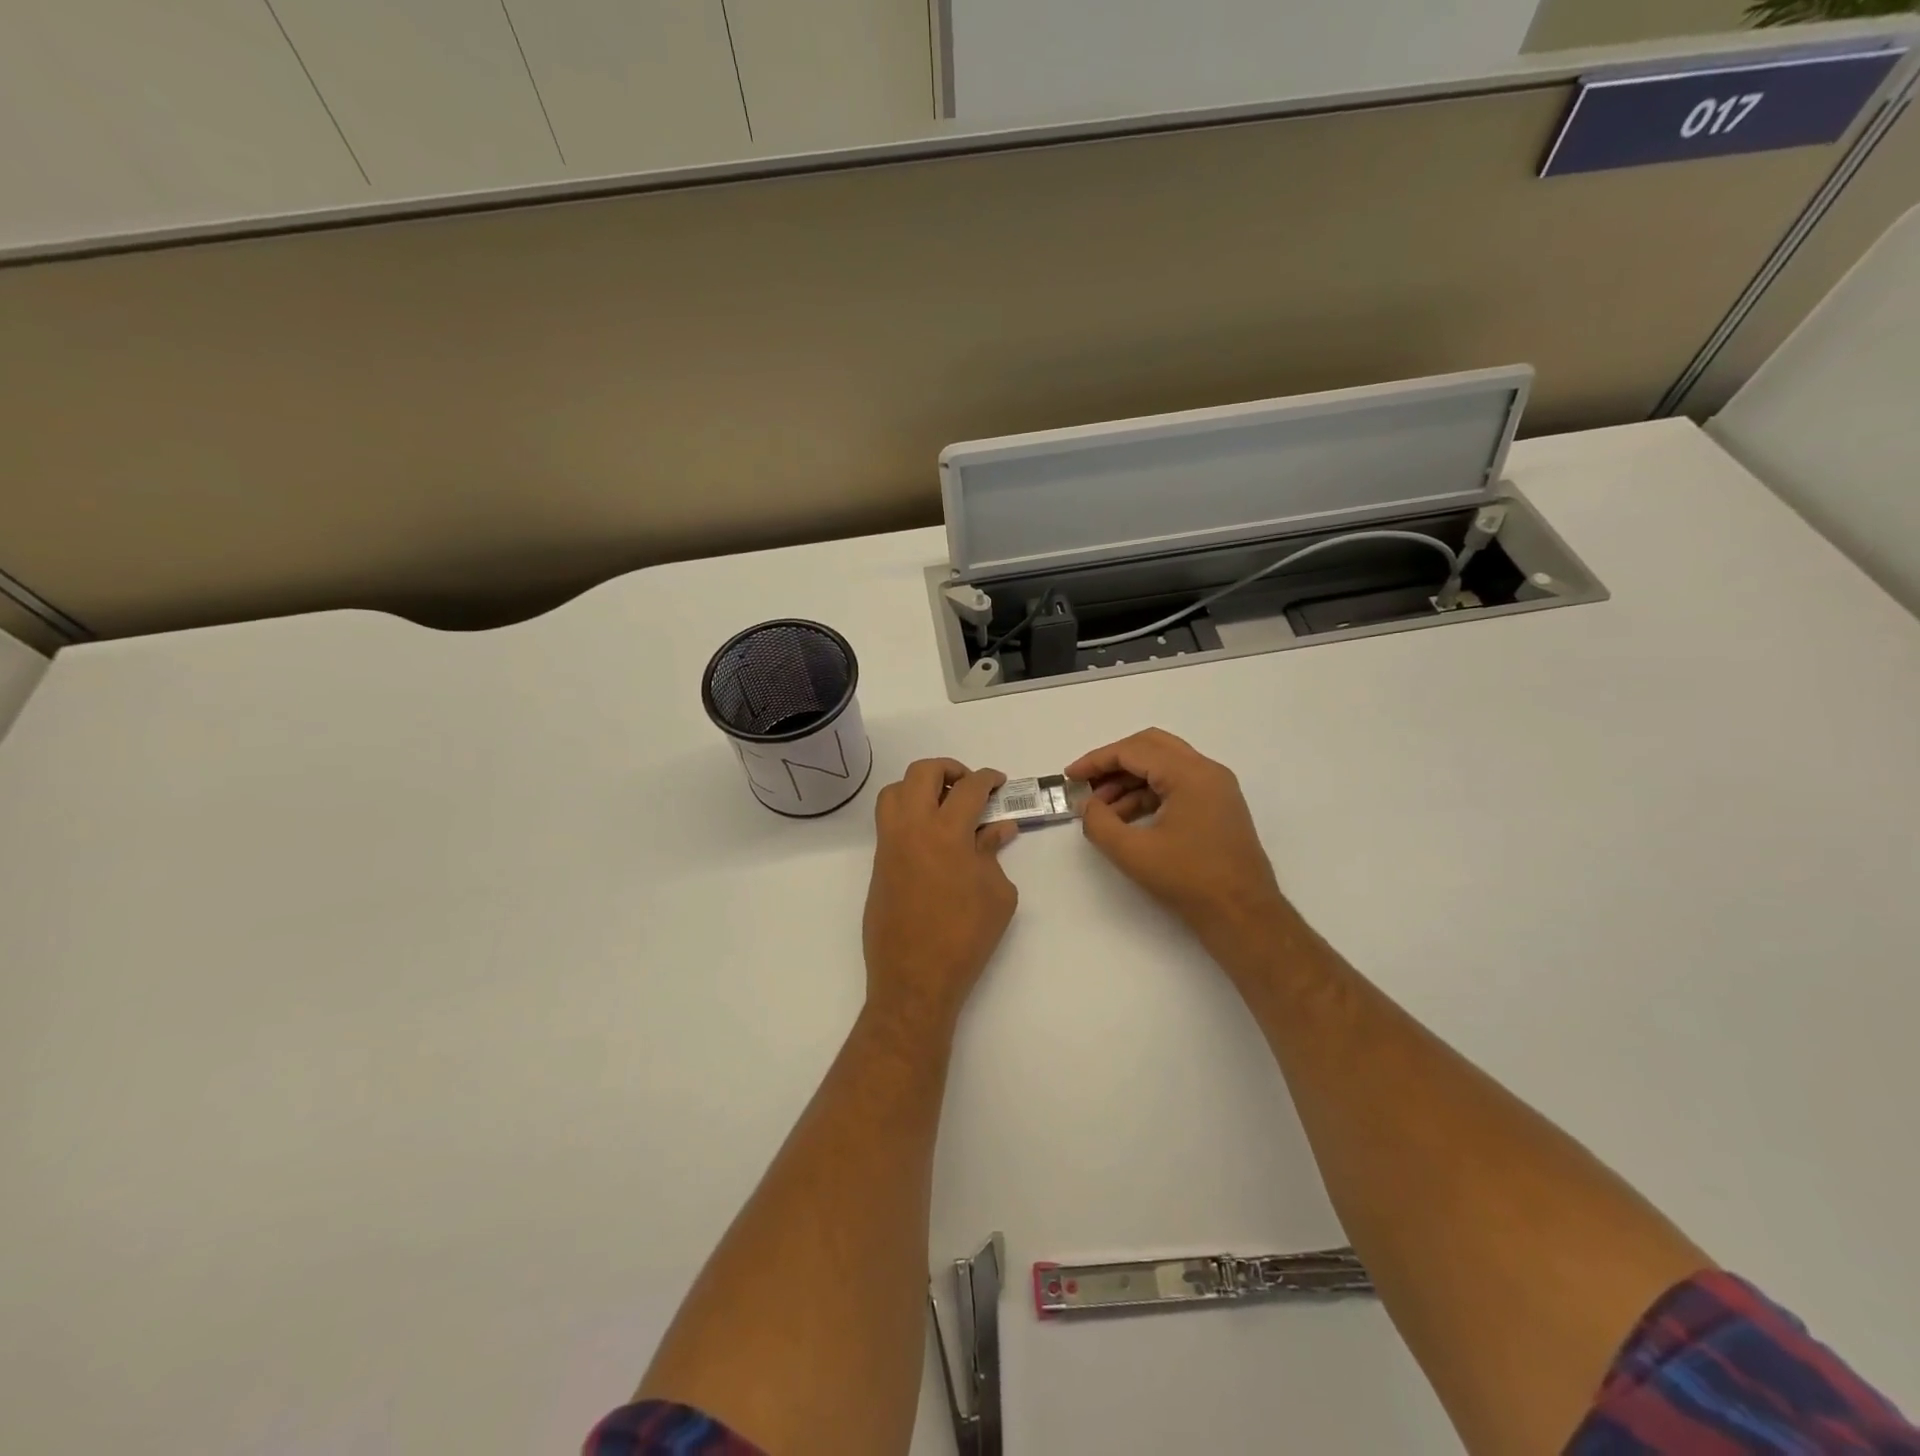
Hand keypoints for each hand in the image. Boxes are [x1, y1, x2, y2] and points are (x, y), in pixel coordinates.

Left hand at [863, 759, 1019, 1031]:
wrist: (915, 977)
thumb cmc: (965, 936)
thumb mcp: (997, 894)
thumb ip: (993, 853)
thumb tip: (996, 828)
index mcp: (946, 832)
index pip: (968, 787)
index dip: (988, 779)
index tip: (998, 783)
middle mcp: (912, 828)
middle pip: (922, 773)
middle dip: (949, 769)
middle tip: (969, 786)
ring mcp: (890, 844)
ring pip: (895, 791)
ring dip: (919, 787)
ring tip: (943, 806)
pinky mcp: (879, 863)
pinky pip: (888, 821)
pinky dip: (908, 813)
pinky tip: (931, 837)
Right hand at [1065, 728, 1292, 953]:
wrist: (1244, 915)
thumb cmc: (1189, 880)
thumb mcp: (1133, 853)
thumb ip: (1100, 823)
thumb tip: (1088, 805)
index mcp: (1190, 774)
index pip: (1134, 751)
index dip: (1097, 761)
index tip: (1070, 776)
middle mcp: (1207, 771)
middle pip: (1151, 747)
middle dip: (1114, 763)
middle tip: (1086, 783)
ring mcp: (1216, 788)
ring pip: (1164, 766)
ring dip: (1130, 780)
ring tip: (1101, 809)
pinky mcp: (1218, 806)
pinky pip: (1176, 785)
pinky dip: (1148, 794)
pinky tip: (1125, 818)